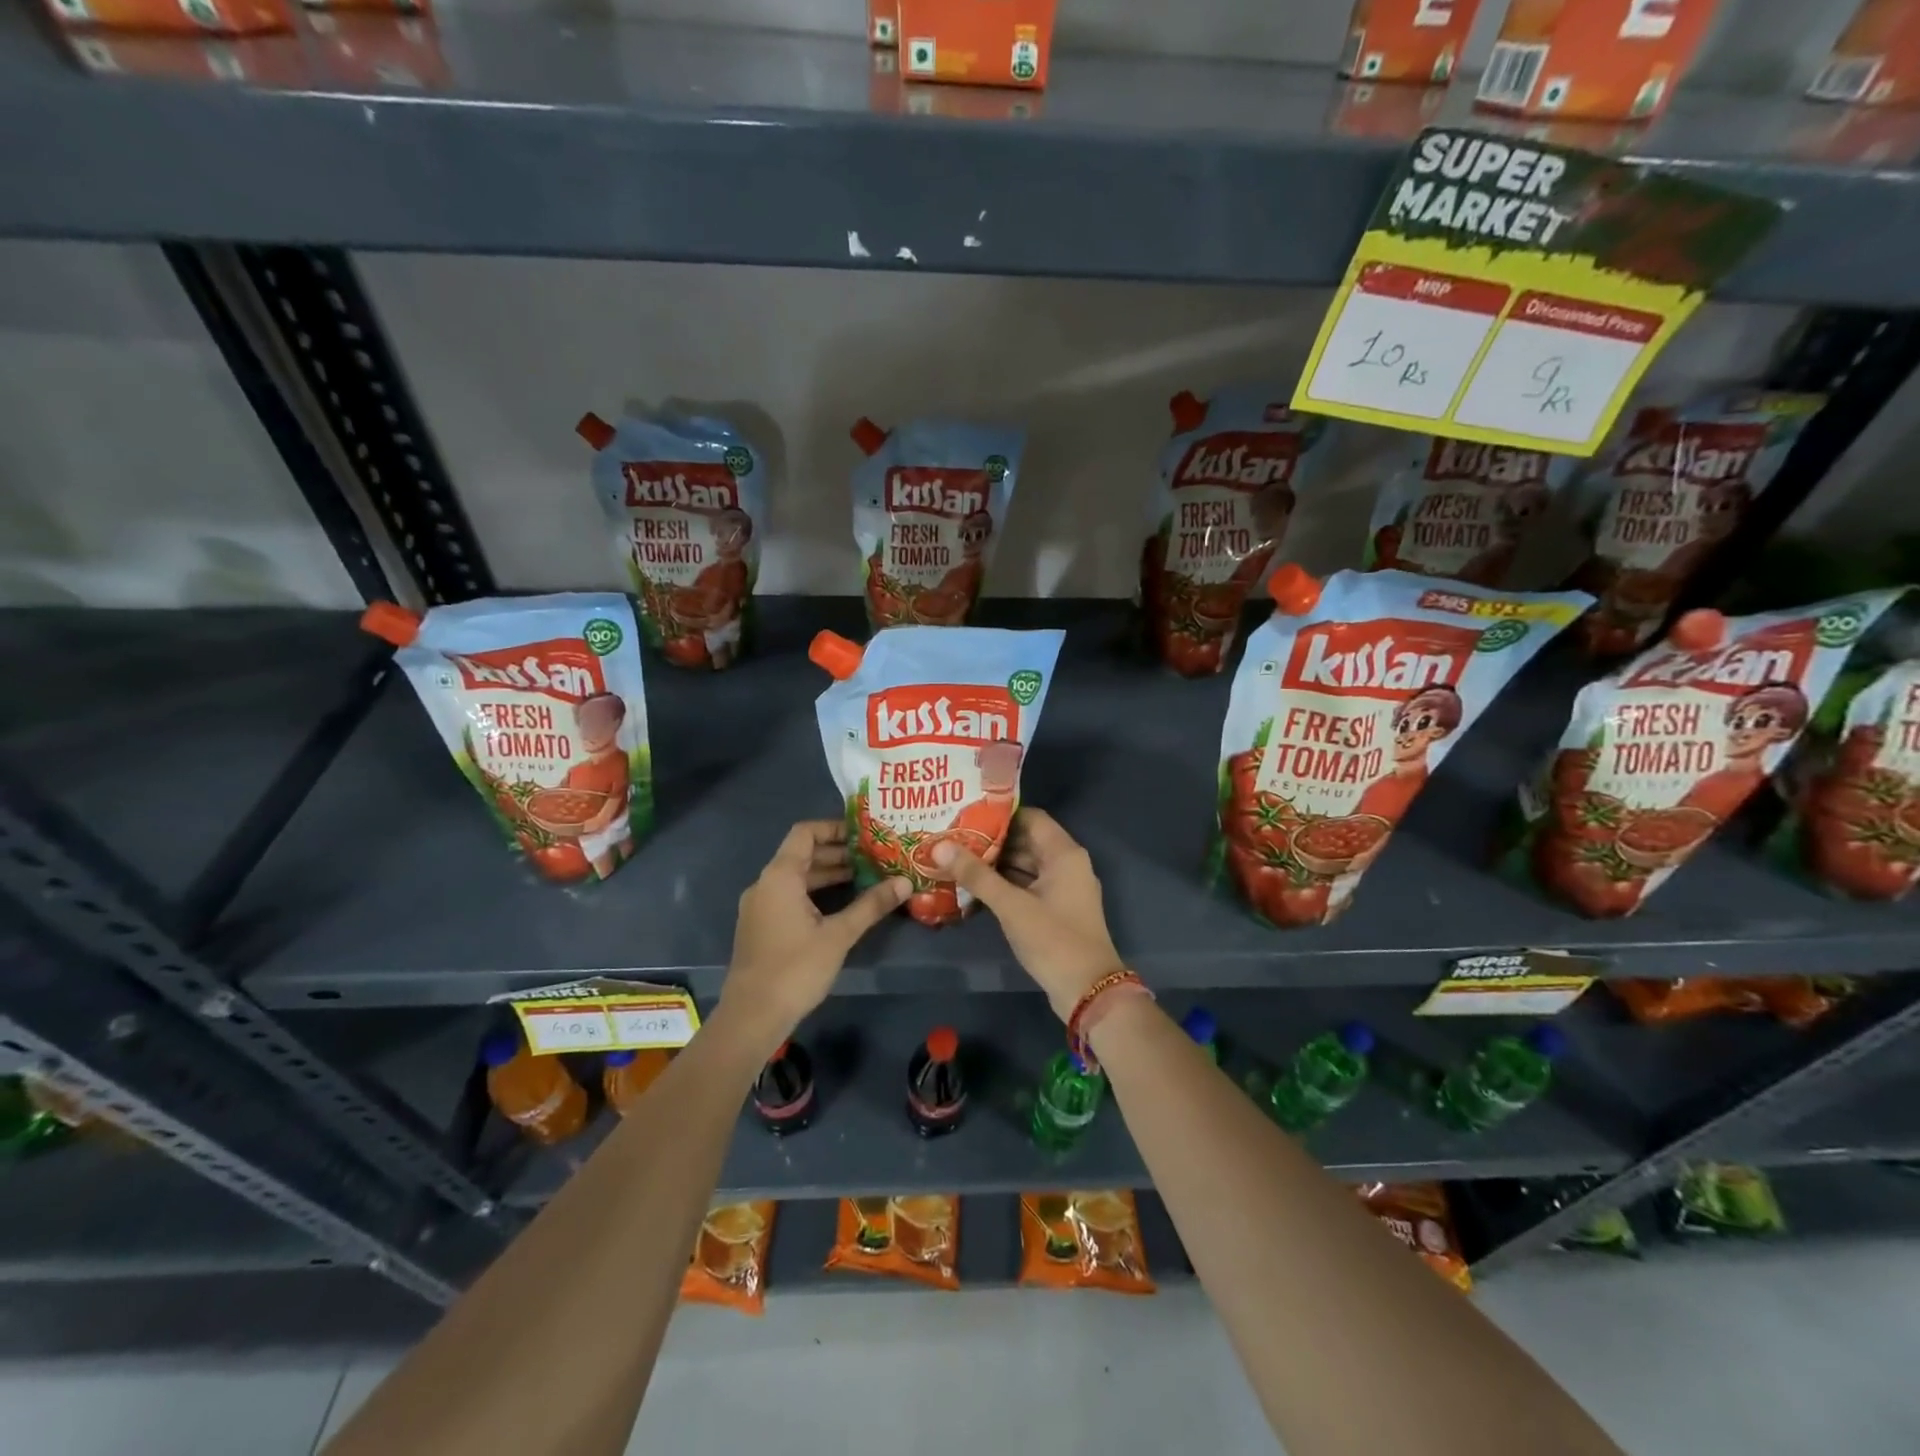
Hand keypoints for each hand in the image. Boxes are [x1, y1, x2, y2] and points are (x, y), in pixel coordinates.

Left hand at [717, 821, 907, 1052]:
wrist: (752, 1016)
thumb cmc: (795, 968)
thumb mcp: (839, 935)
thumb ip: (871, 905)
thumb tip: (905, 882)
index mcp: (780, 876)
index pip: (805, 833)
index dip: (834, 828)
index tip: (865, 834)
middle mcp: (766, 884)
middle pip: (802, 854)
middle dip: (838, 853)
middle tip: (874, 856)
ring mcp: (760, 906)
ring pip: (796, 877)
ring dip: (828, 874)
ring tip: (865, 877)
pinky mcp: (761, 926)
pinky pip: (790, 896)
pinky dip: (815, 893)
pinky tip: (841, 905)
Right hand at [932, 809, 1126, 1019]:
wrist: (1088, 991)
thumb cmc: (1053, 939)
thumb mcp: (1011, 906)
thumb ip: (976, 875)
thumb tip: (940, 846)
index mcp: (1064, 853)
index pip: (1030, 817)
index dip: (999, 815)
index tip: (966, 815)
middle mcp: (1067, 864)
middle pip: (1026, 840)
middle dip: (992, 841)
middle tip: (954, 838)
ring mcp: (1063, 888)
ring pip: (1026, 865)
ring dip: (996, 864)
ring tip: (958, 859)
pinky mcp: (1057, 909)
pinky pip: (1028, 885)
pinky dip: (1006, 884)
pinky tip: (975, 888)